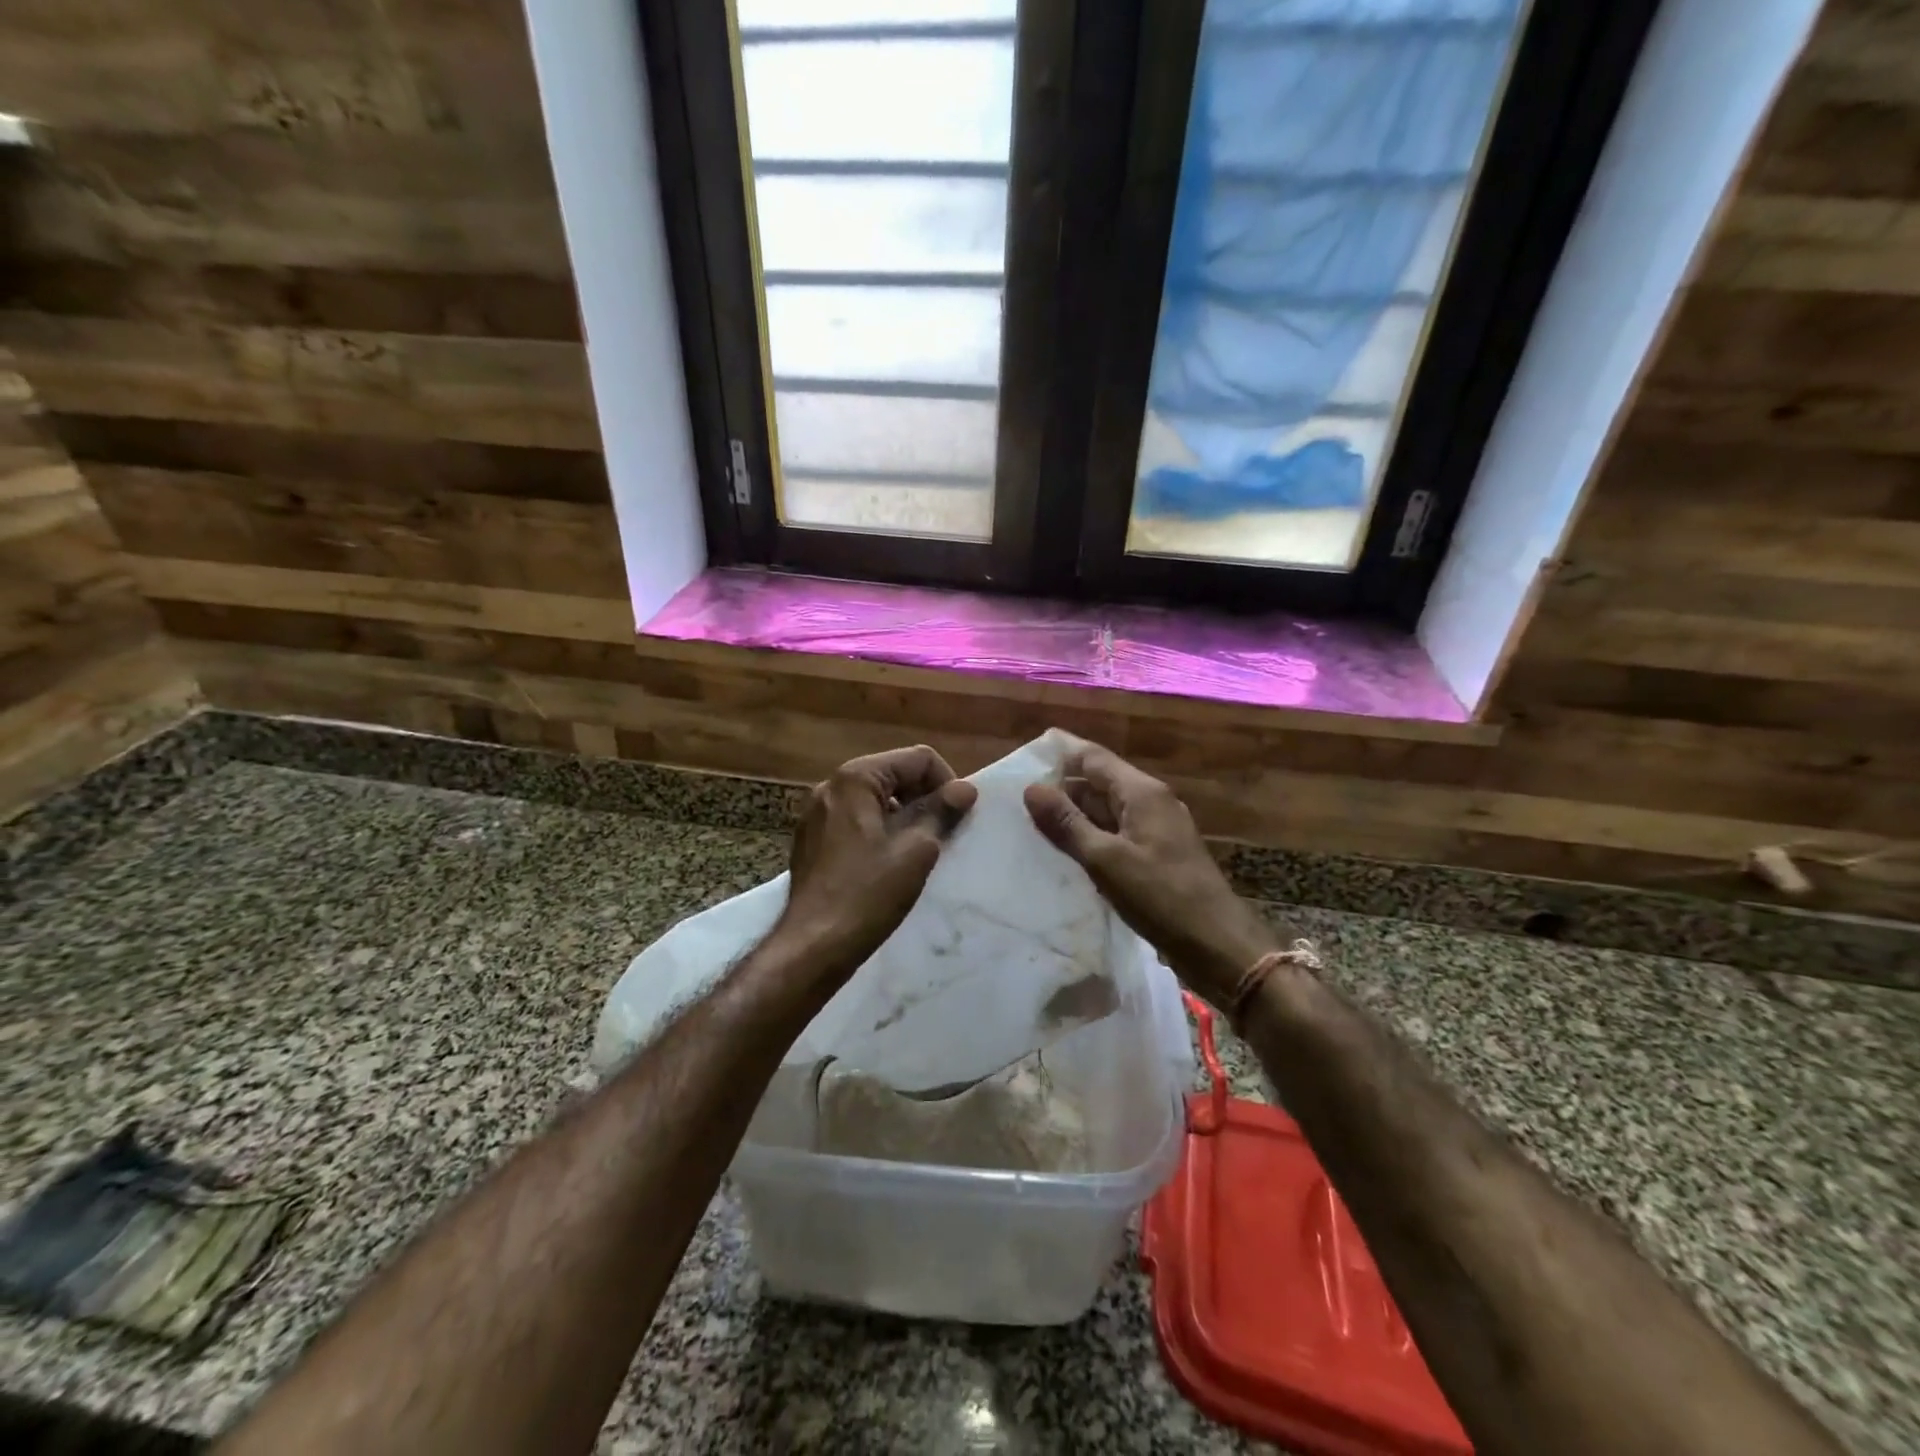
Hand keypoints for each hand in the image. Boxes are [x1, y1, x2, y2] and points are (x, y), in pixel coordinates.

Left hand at [775, 745, 977, 983]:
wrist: (813, 945)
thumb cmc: (868, 893)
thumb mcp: (916, 850)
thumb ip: (941, 812)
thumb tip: (965, 788)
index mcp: (856, 778)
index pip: (917, 759)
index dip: (946, 783)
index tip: (958, 818)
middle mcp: (831, 786)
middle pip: (894, 774)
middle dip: (924, 798)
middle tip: (943, 835)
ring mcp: (816, 813)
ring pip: (875, 799)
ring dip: (903, 816)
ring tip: (919, 851)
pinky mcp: (811, 839)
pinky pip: (856, 821)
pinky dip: (879, 831)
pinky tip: (889, 863)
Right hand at [1024, 739, 1279, 1007]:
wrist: (1217, 945)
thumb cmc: (1161, 897)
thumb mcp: (1105, 860)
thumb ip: (1067, 823)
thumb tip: (1031, 788)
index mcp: (1142, 792)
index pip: (1093, 757)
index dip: (1060, 752)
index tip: (1023, 756)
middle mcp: (1151, 801)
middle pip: (1099, 781)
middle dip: (1061, 787)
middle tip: (1017, 798)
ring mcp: (1157, 829)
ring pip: (1107, 810)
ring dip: (1074, 815)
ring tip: (1031, 824)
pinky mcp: (1157, 855)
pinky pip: (1116, 834)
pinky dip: (1090, 837)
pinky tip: (1066, 853)